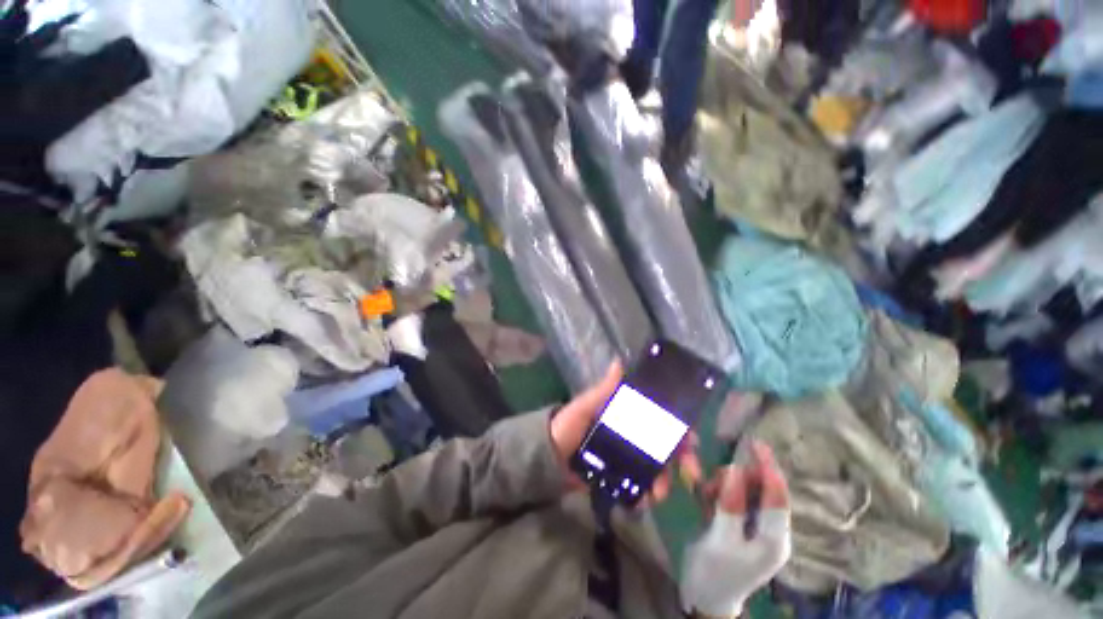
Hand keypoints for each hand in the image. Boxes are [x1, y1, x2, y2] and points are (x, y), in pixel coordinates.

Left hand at [549, 362, 700, 497]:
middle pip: (664, 445)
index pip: (658, 417)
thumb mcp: (585, 406)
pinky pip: (639, 487)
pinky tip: (645, 501)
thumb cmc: (566, 426)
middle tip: (692, 473)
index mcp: (624, 414)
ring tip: (659, 494)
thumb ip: (603, 390)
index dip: (678, 426)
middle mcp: (630, 434)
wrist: (547, 458)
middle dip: (682, 459)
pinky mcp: (619, 478)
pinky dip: (647, 495)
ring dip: (665, 481)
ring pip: (656, 468)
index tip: (691, 439)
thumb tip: (619, 363)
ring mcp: (626, 458)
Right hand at [680, 441, 790, 617]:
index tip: (756, 443)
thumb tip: (733, 470)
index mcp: (773, 539)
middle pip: (758, 490)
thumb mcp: (719, 540)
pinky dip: (719, 493)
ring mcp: (756, 528)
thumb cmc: (713, 572)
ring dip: (723, 486)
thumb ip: (729, 505)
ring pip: (743, 491)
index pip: (777, 497)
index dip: (768, 468)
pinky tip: (705, 501)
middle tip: (710, 485)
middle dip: (734, 480)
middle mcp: (770, 531)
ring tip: (704, 497)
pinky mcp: (742, 526)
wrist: (705, 597)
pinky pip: (733, 498)